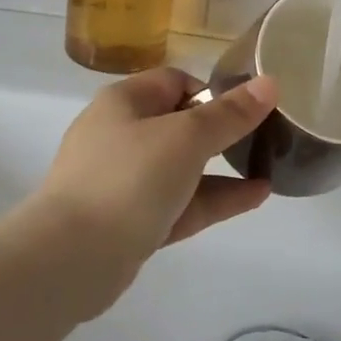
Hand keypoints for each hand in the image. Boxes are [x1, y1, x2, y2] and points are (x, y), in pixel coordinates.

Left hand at [30, 68, 277, 312]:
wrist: (71, 258)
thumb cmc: (129, 179)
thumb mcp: (187, 138)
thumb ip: (230, 114)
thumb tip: (270, 82)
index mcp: (125, 102)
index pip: (174, 81)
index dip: (212, 91)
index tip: (246, 110)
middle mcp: (120, 135)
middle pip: (179, 124)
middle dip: (222, 131)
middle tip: (265, 138)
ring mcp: (123, 181)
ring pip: (182, 168)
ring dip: (223, 168)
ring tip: (269, 168)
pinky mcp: (130, 222)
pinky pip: (180, 202)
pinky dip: (214, 198)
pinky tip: (255, 197)